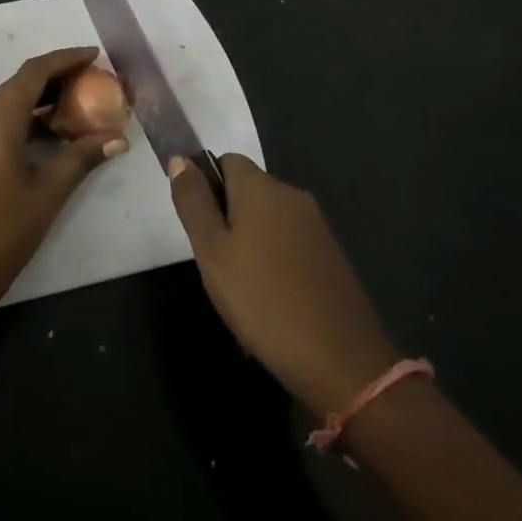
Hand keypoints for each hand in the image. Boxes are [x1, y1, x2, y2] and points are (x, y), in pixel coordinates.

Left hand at [0, 47, 128, 307]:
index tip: (94, 55)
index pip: (33, 73)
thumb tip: (118, 138)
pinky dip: (24, 115)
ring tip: (76, 103)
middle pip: (19, 82)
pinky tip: (49, 133)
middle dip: (55, 74)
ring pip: (7, 100)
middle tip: (90, 78)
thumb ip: (82, 159)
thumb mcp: (48, 194)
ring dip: (39, 96)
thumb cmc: (2, 233)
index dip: (64, 59)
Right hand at [169, 154, 397, 417]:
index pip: (226, 161)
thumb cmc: (263, 300)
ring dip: (250, 243)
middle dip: (227, 219)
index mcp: (263, 188)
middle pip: (248, 191)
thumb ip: (194, 202)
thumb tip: (180, 159)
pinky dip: (274, 263)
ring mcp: (317, 227)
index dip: (206, 185)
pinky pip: (290, 245)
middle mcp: (293, 196)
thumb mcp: (212, 252)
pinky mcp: (332, 256)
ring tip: (240, 290)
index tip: (198, 226)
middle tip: (215, 264)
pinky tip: (270, 303)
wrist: (341, 361)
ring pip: (269, 221)